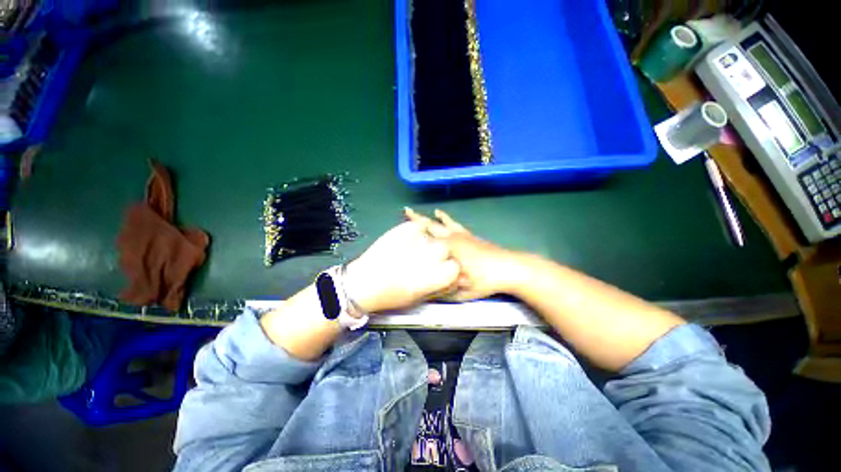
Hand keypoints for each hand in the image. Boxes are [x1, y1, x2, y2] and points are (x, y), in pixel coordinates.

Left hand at [343, 220, 460, 312]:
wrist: (363, 282)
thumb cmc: (392, 295)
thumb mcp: (420, 296)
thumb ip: (439, 285)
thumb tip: (450, 278)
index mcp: (435, 275)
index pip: (456, 267)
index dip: (450, 269)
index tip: (442, 272)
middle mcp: (430, 255)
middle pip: (446, 247)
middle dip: (441, 253)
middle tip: (427, 259)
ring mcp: (416, 240)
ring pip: (433, 236)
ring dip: (428, 242)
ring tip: (414, 250)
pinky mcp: (404, 229)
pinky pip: (419, 226)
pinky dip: (417, 231)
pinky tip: (409, 239)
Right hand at [405, 208, 523, 301]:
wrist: (510, 268)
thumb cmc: (485, 280)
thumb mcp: (462, 291)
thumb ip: (444, 290)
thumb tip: (429, 288)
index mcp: (448, 249)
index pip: (426, 239)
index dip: (412, 233)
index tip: (399, 229)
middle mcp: (452, 238)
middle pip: (432, 226)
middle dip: (418, 219)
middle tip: (407, 211)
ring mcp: (463, 235)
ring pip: (444, 223)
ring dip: (433, 217)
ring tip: (426, 211)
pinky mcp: (471, 236)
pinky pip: (456, 224)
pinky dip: (448, 219)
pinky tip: (445, 216)